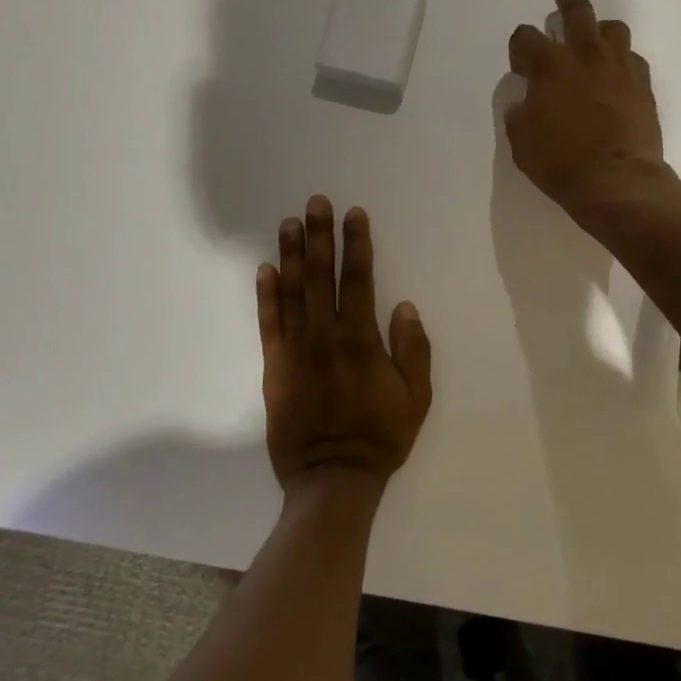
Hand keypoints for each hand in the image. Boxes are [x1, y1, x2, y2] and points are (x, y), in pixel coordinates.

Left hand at [257, 197, 432, 491]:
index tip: (354, 214)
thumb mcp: (415, 397)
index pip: (358, 280)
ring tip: (289, 223)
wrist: (332, 478)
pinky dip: (266, 295)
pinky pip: (268, 323)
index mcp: (360, 340)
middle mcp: (324, 336)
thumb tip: (403, 306)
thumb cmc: (380, 436)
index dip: (357, 244)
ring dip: (292, 254)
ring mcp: (295, 349)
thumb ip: (413, 350)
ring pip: (292, 292)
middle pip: (321, 276)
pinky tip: (265, 269)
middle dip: (320, 236)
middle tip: (316, 202)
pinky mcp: (274, 366)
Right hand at [505, 0, 667, 216]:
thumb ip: (520, 111)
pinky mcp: (642, 84)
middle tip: (562, 2)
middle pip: (577, 11)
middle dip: (566, 4)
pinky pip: (633, 58)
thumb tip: (527, 100)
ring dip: (600, 29)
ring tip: (595, 40)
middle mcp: (585, 55)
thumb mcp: (521, 140)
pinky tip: (617, 75)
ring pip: (613, 28)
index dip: (520, 47)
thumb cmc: (560, 162)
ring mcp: (618, 67)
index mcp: (549, 66)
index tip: (521, 64)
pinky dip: (622, 61)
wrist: (616, 181)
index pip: (526, 37)